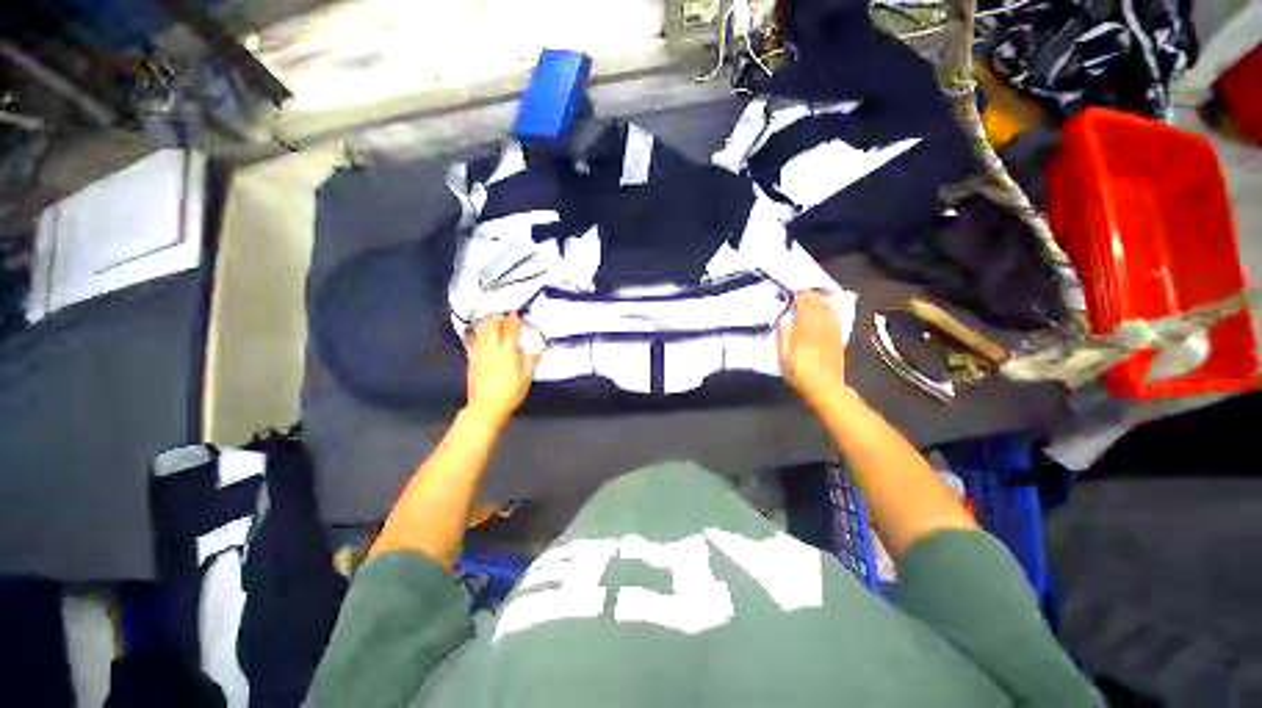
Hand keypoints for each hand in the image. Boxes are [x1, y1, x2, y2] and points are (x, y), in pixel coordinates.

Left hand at [465, 313, 541, 425]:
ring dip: (486, 323)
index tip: (514, 313)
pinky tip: (478, 332)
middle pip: (492, 328)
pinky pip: (473, 342)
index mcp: (508, 352)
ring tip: (490, 319)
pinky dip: (476, 334)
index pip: (510, 331)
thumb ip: (531, 358)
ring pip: (481, 333)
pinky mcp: (471, 361)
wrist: (487, 406)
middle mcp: (492, 350)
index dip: (512, 321)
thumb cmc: (511, 392)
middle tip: (501, 313)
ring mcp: (479, 354)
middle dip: (497, 318)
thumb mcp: (526, 377)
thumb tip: (539, 343)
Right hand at [777, 291, 849, 410]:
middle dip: (811, 297)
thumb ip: (783, 336)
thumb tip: (784, 320)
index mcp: (804, 332)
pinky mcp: (838, 339)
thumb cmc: (799, 373)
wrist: (825, 387)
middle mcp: (819, 329)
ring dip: (822, 302)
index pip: (803, 309)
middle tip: (805, 290)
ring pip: (828, 312)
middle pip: (817, 308)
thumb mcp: (783, 357)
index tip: (795, 293)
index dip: (800, 300)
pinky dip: (832, 311)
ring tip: (817, 295)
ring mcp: (831, 333)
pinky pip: (836, 320)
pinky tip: (830, 308)